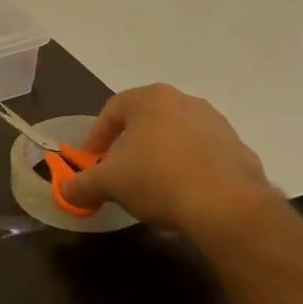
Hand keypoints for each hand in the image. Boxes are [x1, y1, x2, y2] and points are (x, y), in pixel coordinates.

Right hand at [59, 84, 272, 230]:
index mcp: (151, 99)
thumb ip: (82, 184)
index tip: (90, 160)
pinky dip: (186, 169)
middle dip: (128, 146)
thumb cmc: (157, 179)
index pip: (113, 109)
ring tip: (150, 187)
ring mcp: (216, 123)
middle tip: (118, 172)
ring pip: (175, 136)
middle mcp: (185, 101)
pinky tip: (181, 195)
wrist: (226, 204)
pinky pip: (201, 155)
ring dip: (158, 157)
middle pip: (146, 121)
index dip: (96, 135)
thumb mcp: (108, 184)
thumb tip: (65, 190)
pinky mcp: (237, 148)